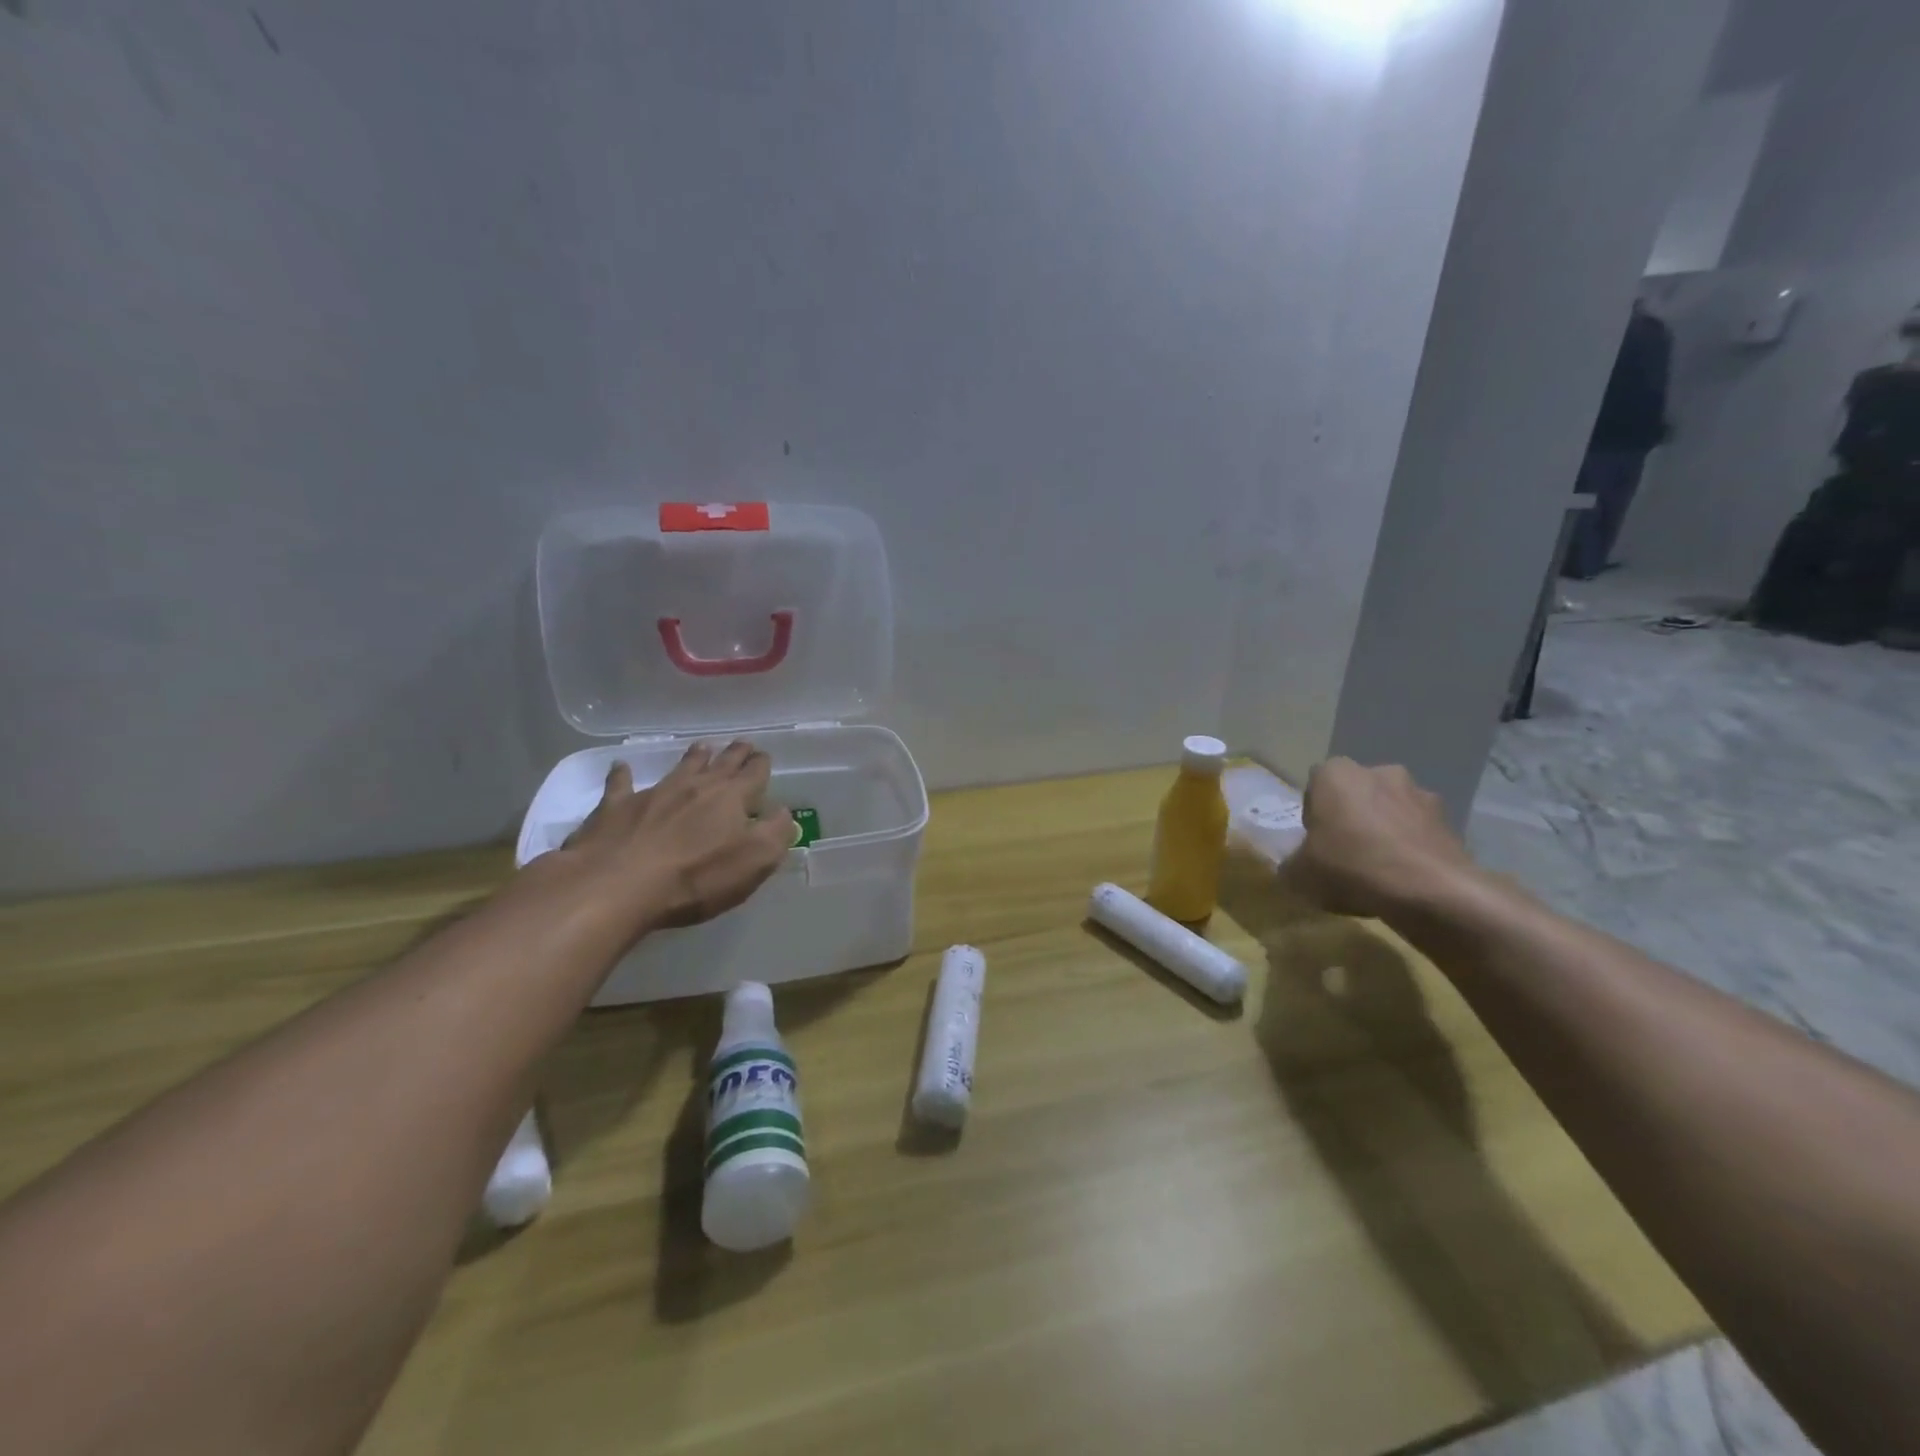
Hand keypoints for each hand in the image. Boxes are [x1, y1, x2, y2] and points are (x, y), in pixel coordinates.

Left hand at [558, 741, 794, 939]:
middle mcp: (695, 786)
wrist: (617, 885)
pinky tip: (621, 767)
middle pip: (720, 764)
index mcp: (731, 798)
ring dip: (693, 757)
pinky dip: (622, 774)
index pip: (753, 774)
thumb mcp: (755, 861)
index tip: (764, 757)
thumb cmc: (696, 877)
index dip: (761, 765)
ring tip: (702, 747)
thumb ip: (776, 833)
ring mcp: (654, 793)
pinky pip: (621, 783)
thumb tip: (783, 812)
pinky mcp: (616, 807)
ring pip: (680, 767)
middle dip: (734, 754)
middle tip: (742, 744)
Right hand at [1288, 758, 1478, 921]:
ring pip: (1390, 810)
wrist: (1430, 891)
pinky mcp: (1450, 820)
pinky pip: (1418, 831)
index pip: (1315, 786)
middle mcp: (1378, 772)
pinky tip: (1406, 878)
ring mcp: (1419, 793)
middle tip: (1346, 853)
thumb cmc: (1351, 867)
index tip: (1316, 842)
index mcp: (1335, 774)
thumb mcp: (1299, 874)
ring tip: (1380, 870)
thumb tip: (1295, 866)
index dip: (1314, 815)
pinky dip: (1411, 847)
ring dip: (1385, 830)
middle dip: (1351, 817)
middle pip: (1356, 794)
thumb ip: (1291, 864)